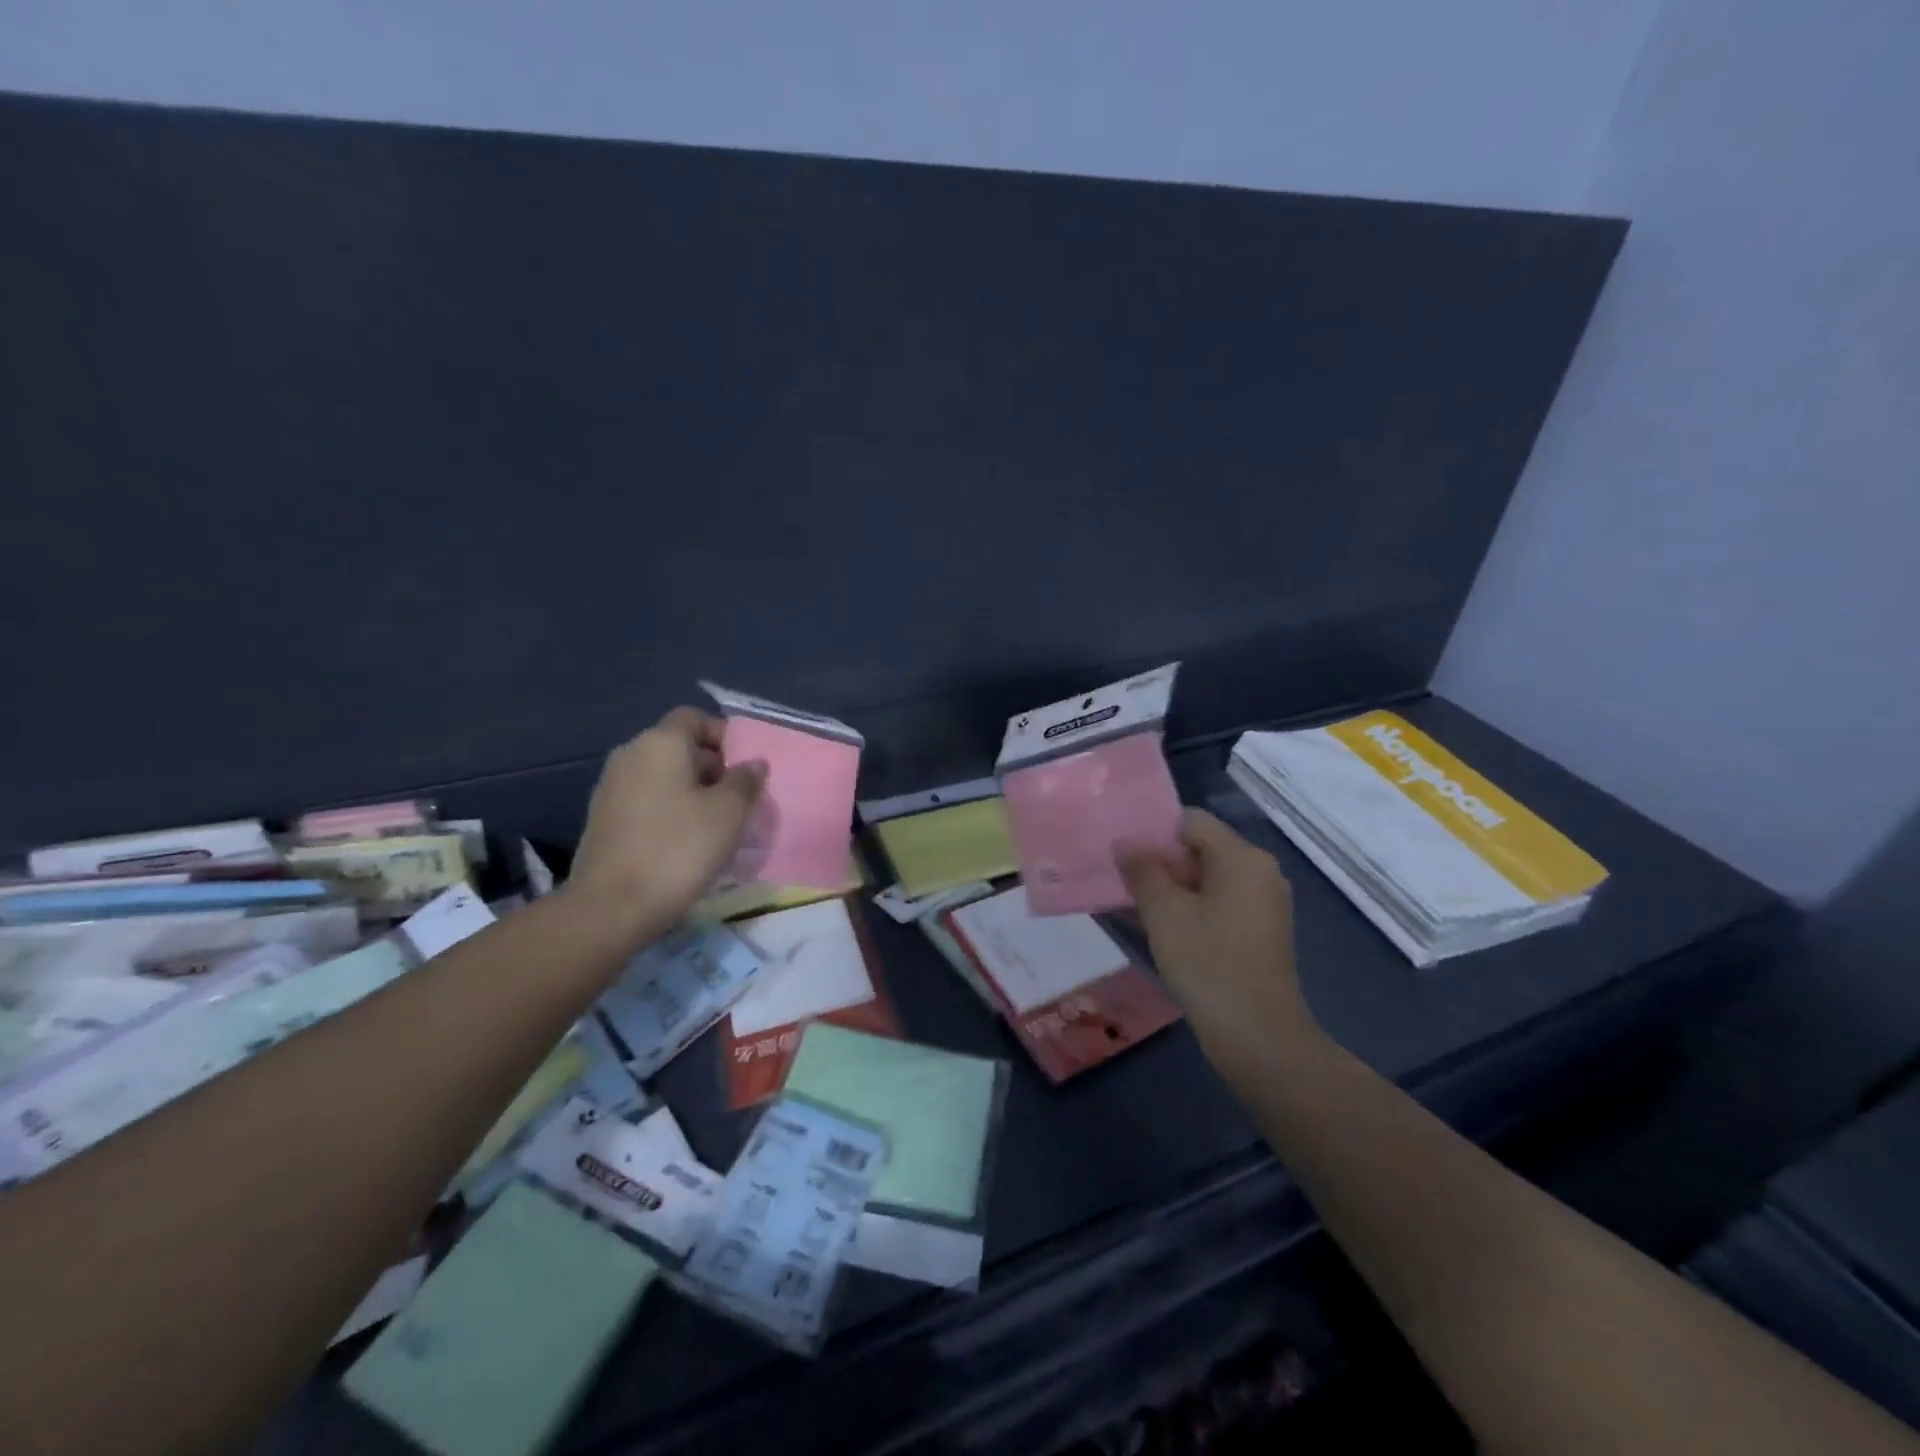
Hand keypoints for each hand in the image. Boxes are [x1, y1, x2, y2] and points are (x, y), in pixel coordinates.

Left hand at [566, 708, 766, 941]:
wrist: (611, 907)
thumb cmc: (678, 849)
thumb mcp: (729, 813)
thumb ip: (746, 781)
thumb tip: (753, 763)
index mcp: (660, 743)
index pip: (695, 717)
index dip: (724, 735)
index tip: (746, 768)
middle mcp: (631, 755)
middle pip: (680, 746)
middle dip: (713, 767)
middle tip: (739, 800)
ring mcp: (612, 788)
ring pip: (664, 776)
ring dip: (693, 792)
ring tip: (717, 825)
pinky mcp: (604, 819)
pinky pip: (648, 800)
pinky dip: (670, 811)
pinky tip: (686, 842)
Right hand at [1117, 809, 1320, 1076]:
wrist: (1259, 1038)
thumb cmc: (1209, 964)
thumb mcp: (1164, 913)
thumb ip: (1142, 871)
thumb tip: (1125, 842)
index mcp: (1242, 857)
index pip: (1190, 821)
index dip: (1154, 831)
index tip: (1123, 854)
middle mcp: (1260, 871)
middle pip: (1200, 848)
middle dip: (1160, 861)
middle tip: (1122, 879)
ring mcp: (1264, 903)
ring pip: (1208, 878)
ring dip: (1172, 888)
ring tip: (1133, 904)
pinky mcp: (1261, 931)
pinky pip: (1220, 903)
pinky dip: (1191, 908)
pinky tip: (1161, 928)